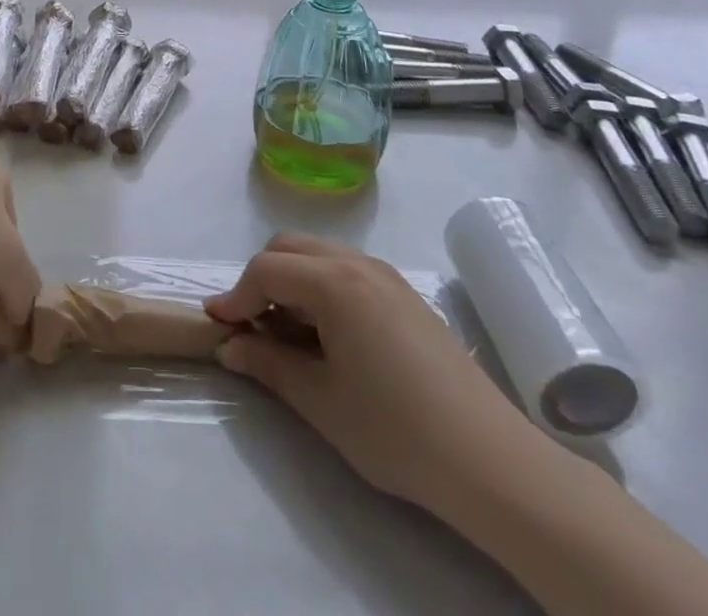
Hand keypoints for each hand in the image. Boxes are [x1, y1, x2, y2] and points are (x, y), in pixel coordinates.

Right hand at [205, 233, 540, 513]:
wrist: (489, 460)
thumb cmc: (395, 429)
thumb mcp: (320, 401)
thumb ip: (268, 365)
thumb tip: (230, 347)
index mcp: (333, 281)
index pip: (266, 270)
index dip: (236, 296)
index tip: (217, 326)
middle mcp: (357, 263)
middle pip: (290, 248)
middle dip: (262, 280)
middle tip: (252, 327)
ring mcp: (386, 275)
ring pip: (318, 255)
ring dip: (292, 282)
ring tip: (288, 334)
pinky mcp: (405, 295)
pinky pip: (346, 271)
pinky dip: (321, 288)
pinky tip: (328, 336)